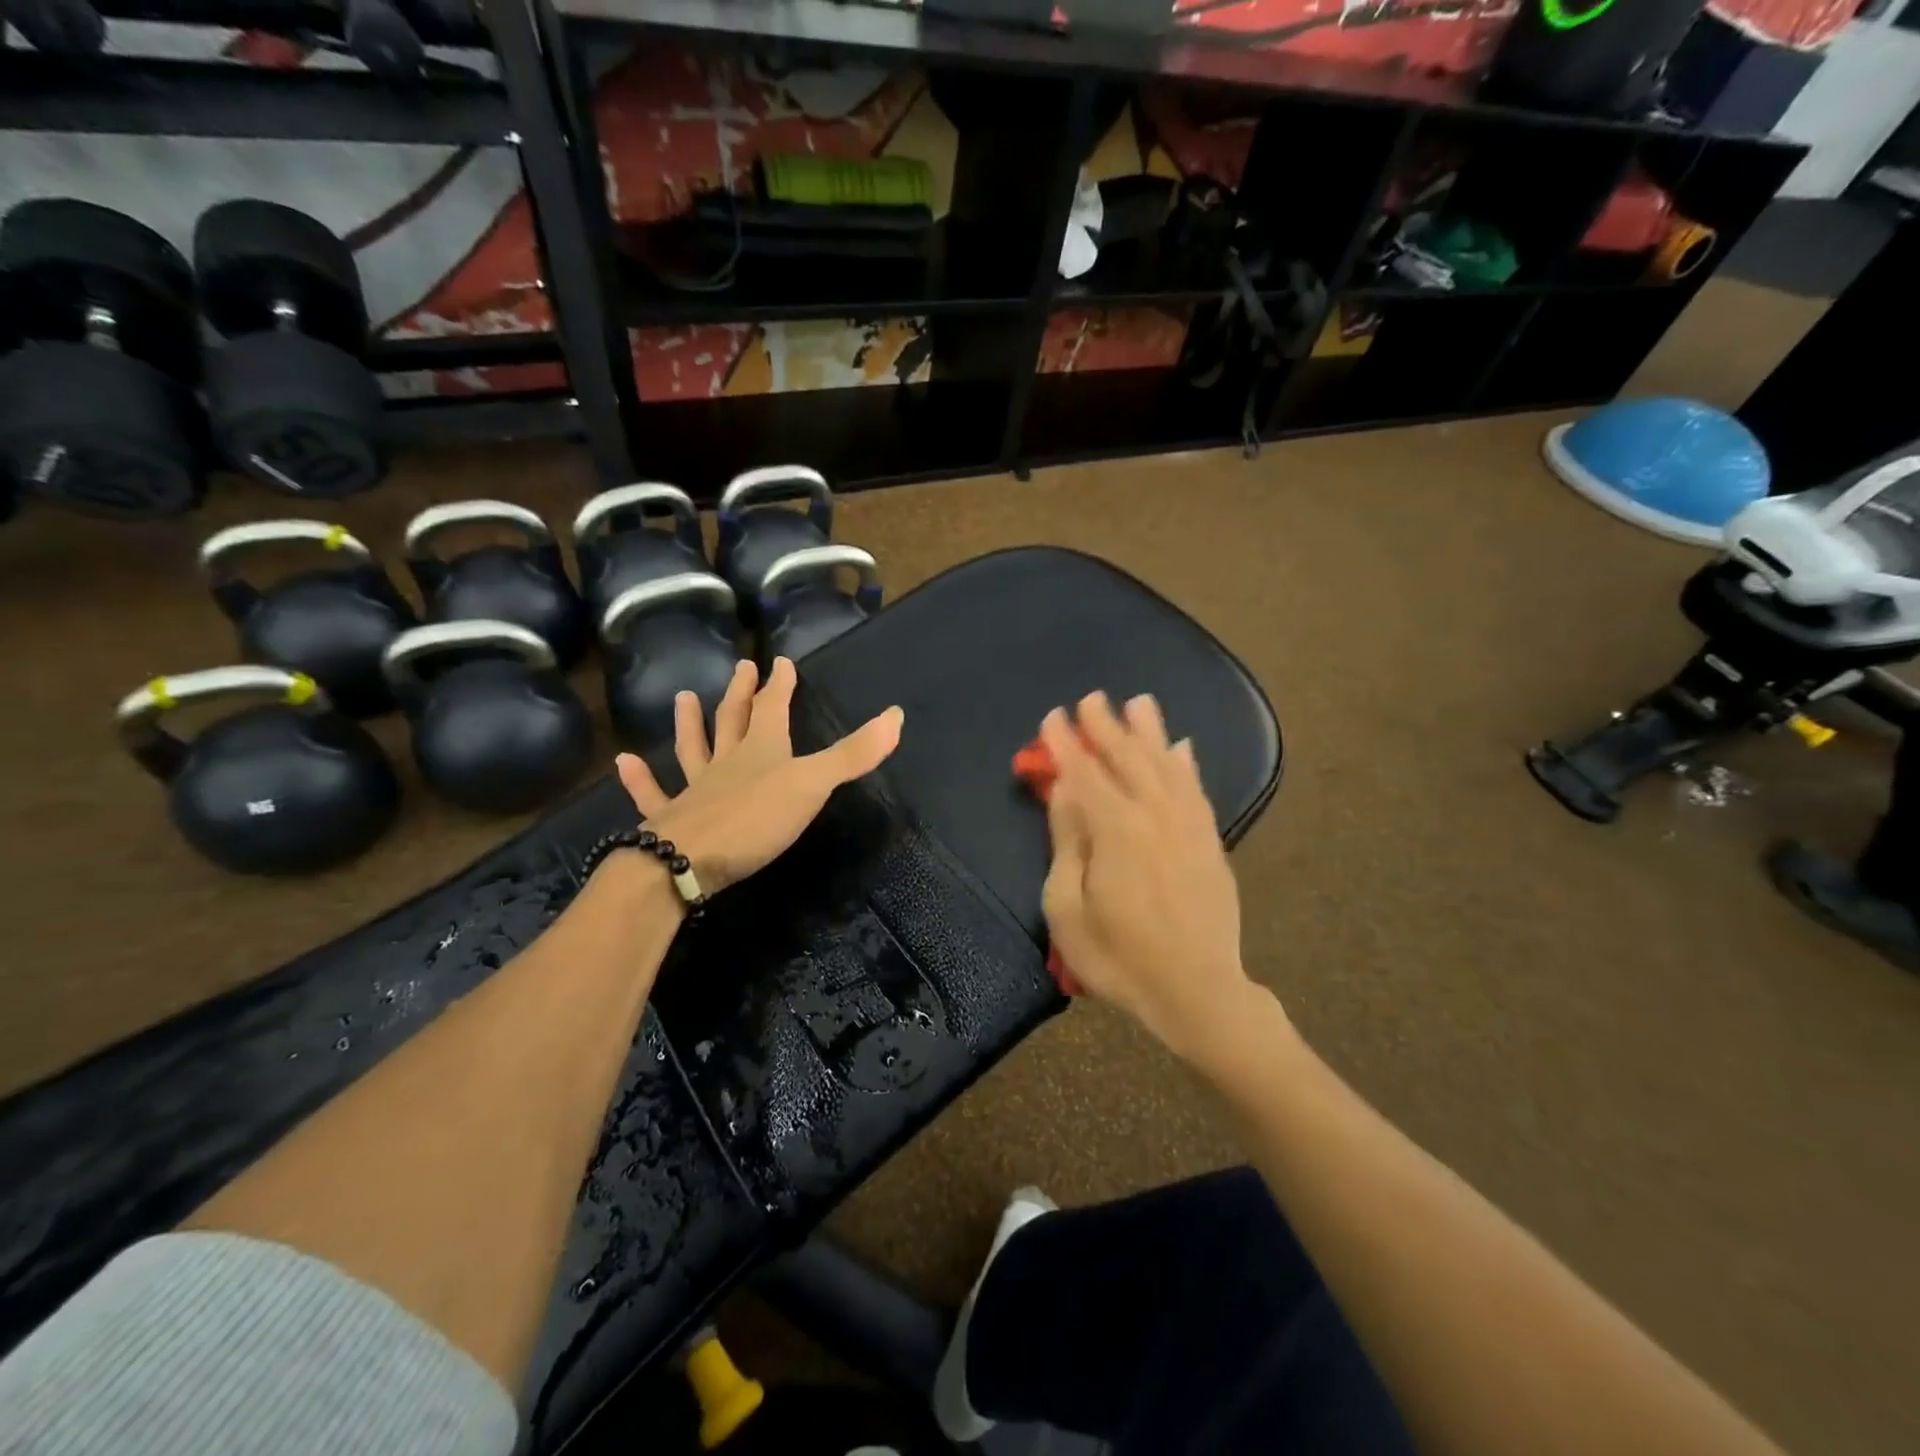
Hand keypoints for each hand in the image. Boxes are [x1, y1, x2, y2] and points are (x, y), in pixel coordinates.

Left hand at [615, 657, 903, 895]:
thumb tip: (897, 714)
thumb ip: (853, 753)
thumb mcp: (813, 784)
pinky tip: (624, 762)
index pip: (773, 708)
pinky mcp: (673, 820)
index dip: (780, 685)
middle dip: (741, 694)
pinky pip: (653, 794)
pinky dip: (640, 779)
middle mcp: (726, 763)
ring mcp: (695, 790)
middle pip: (733, 720)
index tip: (782, 662)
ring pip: (692, 749)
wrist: (688, 862)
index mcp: (762, 750)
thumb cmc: (755, 819)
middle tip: (742, 667)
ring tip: (683, 698)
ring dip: (689, 724)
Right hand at [1039, 692, 1260, 1058]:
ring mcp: (1188, 826)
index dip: (1066, 743)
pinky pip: (1196, 790)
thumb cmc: (1119, 958)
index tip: (1053, 717)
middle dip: (1107, 726)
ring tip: (1139, 703)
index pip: (1085, 773)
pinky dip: (1186, 764)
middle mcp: (1155, 816)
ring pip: (1166, 765)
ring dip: (1150, 732)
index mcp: (1116, 830)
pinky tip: (1181, 748)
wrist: (1198, 992)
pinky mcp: (1210, 842)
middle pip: (1128, 758)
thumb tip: (1066, 792)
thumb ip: (1069, 842)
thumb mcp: (1069, 908)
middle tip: (1092, 698)